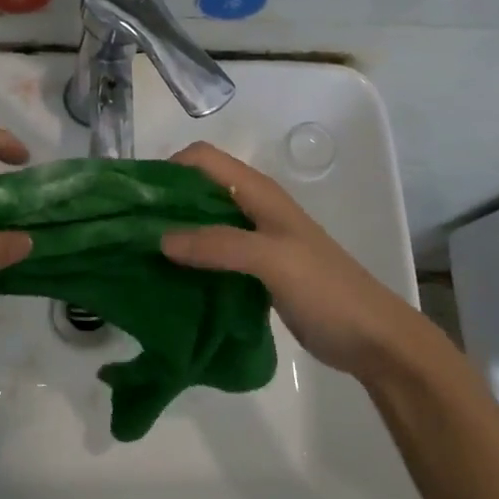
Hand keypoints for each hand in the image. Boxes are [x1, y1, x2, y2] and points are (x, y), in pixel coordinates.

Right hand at [159, 142, 446, 384]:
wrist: (372, 338)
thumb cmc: (327, 290)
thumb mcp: (273, 261)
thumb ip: (219, 245)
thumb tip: (161, 239)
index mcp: (259, 193)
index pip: (203, 159)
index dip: (168, 168)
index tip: (134, 198)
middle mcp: (253, 209)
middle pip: (197, 190)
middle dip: (162, 203)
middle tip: (126, 230)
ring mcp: (254, 242)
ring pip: (202, 224)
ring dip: (173, 234)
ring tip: (137, 255)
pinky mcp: (254, 272)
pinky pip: (211, 256)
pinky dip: (188, 261)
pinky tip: (167, 279)